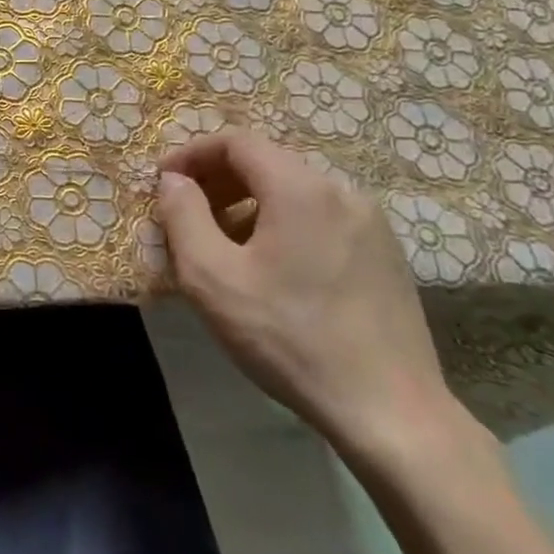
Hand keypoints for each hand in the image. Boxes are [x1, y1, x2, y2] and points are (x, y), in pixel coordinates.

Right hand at [154, 129, 454, 456]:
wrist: (390, 412)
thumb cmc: (288, 337)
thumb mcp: (211, 276)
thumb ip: (182, 215)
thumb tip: (174, 180)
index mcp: (300, 188)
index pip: (236, 141)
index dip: (191, 154)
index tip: (163, 183)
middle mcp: (341, 191)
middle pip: (266, 162)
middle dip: (217, 180)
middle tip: (185, 214)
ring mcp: (371, 223)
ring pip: (293, 191)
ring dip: (247, 204)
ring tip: (220, 244)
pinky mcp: (385, 255)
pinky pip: (319, 217)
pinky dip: (281, 223)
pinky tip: (268, 267)